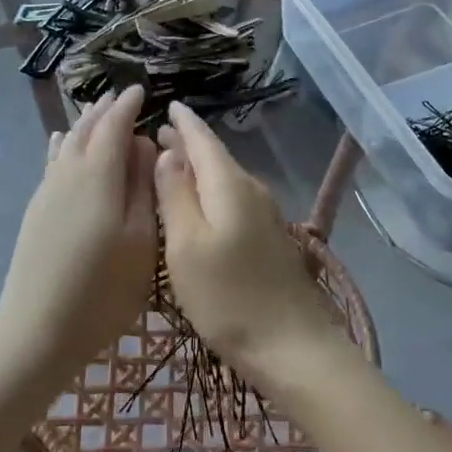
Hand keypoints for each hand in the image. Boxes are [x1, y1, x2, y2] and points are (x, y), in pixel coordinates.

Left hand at [0, 85, 157, 385]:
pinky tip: (60, 141)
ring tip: (96, 110)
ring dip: (84, 124)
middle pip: (86, 130)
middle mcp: (68, 173)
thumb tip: (143, 145)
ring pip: (67, 143)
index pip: (114, 126)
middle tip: (121, 97)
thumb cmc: (103, 289)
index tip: (142, 90)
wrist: (37, 330)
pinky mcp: (36, 210)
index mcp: (98, 175)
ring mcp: (47, 191)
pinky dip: (62, 144)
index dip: (128, 106)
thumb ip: (144, 188)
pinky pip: (52, 162)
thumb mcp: (141, 240)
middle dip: (104, 110)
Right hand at [154, 101, 342, 381]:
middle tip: (158, 134)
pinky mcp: (268, 237)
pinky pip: (233, 198)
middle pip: (215, 157)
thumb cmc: (228, 297)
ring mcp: (264, 214)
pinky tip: (199, 203)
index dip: (183, 122)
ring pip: (225, 177)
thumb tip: (168, 154)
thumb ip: (175, 195)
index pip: (203, 139)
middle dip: (187, 143)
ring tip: (172, 162)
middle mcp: (250, 189)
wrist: (293, 346)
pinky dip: (211, 190)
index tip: (167, 105)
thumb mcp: (186, 246)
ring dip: (198, 167)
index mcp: (229, 184)